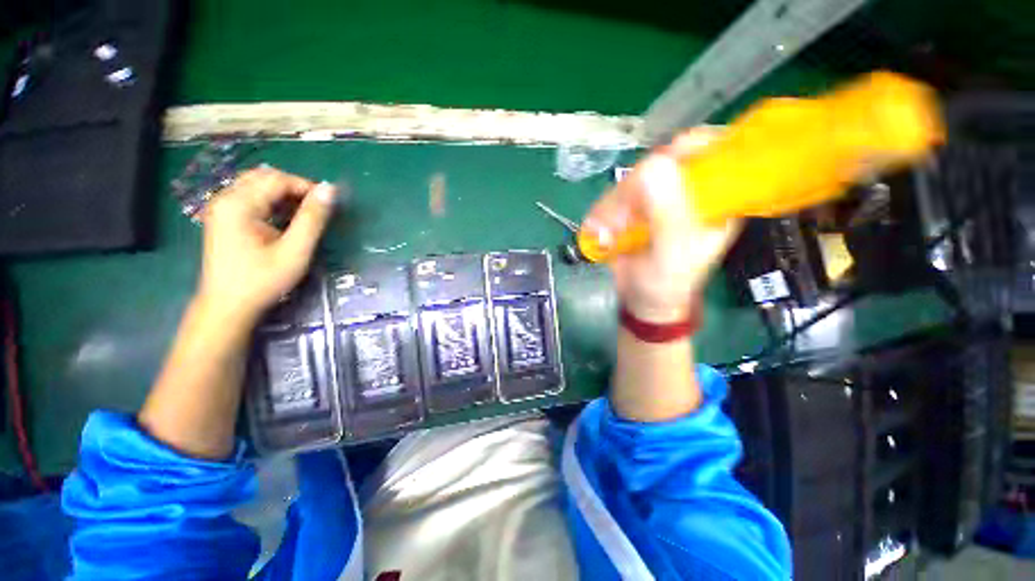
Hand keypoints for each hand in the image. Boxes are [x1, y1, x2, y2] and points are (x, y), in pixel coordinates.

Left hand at [196, 166, 335, 325]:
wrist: (228, 306)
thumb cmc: (263, 280)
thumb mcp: (295, 250)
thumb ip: (312, 218)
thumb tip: (330, 190)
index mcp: (239, 204)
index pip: (278, 180)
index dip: (307, 187)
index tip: (330, 204)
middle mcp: (226, 199)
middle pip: (265, 177)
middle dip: (295, 188)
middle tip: (317, 209)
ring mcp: (221, 208)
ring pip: (257, 185)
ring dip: (284, 194)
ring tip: (304, 214)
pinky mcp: (223, 218)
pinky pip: (250, 197)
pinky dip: (272, 202)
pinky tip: (284, 219)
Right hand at [582, 129, 740, 323]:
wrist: (641, 299)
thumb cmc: (667, 282)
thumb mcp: (673, 253)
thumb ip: (668, 215)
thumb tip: (653, 165)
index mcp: (715, 197)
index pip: (710, 149)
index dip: (684, 149)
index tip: (655, 170)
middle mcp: (686, 190)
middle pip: (660, 160)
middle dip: (633, 190)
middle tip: (621, 220)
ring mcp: (656, 197)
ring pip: (630, 179)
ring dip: (612, 207)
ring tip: (608, 235)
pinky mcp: (632, 206)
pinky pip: (612, 196)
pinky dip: (601, 213)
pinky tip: (601, 233)